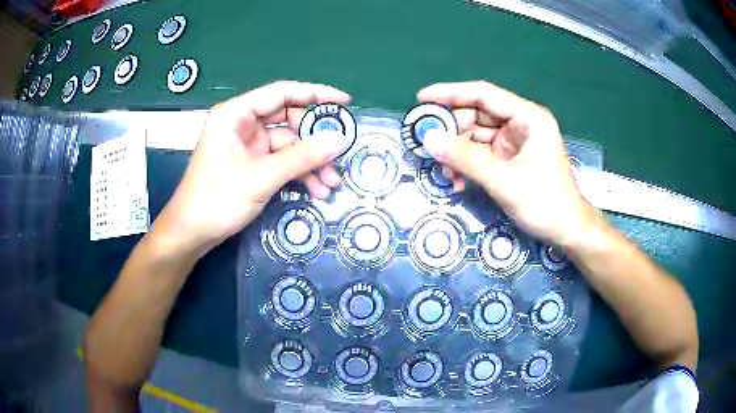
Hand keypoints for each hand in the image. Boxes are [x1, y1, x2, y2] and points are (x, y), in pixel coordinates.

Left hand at [153, 81, 350, 254]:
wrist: (191, 234)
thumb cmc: (217, 199)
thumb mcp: (262, 177)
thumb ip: (302, 157)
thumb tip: (340, 139)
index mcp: (236, 114)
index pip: (282, 92)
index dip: (316, 94)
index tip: (344, 103)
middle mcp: (242, 124)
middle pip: (288, 119)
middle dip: (315, 140)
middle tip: (340, 153)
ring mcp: (246, 146)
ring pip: (288, 145)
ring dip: (310, 163)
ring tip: (331, 184)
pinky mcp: (250, 165)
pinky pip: (281, 162)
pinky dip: (298, 174)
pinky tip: (316, 191)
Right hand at [418, 81, 598, 247]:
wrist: (567, 232)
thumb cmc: (545, 202)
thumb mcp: (504, 180)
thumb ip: (466, 158)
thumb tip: (428, 139)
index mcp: (527, 117)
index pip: (483, 94)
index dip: (450, 93)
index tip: (421, 98)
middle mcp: (521, 124)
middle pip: (477, 115)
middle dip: (452, 131)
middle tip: (429, 145)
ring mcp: (516, 143)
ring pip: (477, 136)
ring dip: (458, 152)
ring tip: (444, 171)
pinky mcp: (511, 161)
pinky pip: (482, 155)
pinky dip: (468, 165)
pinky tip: (458, 181)